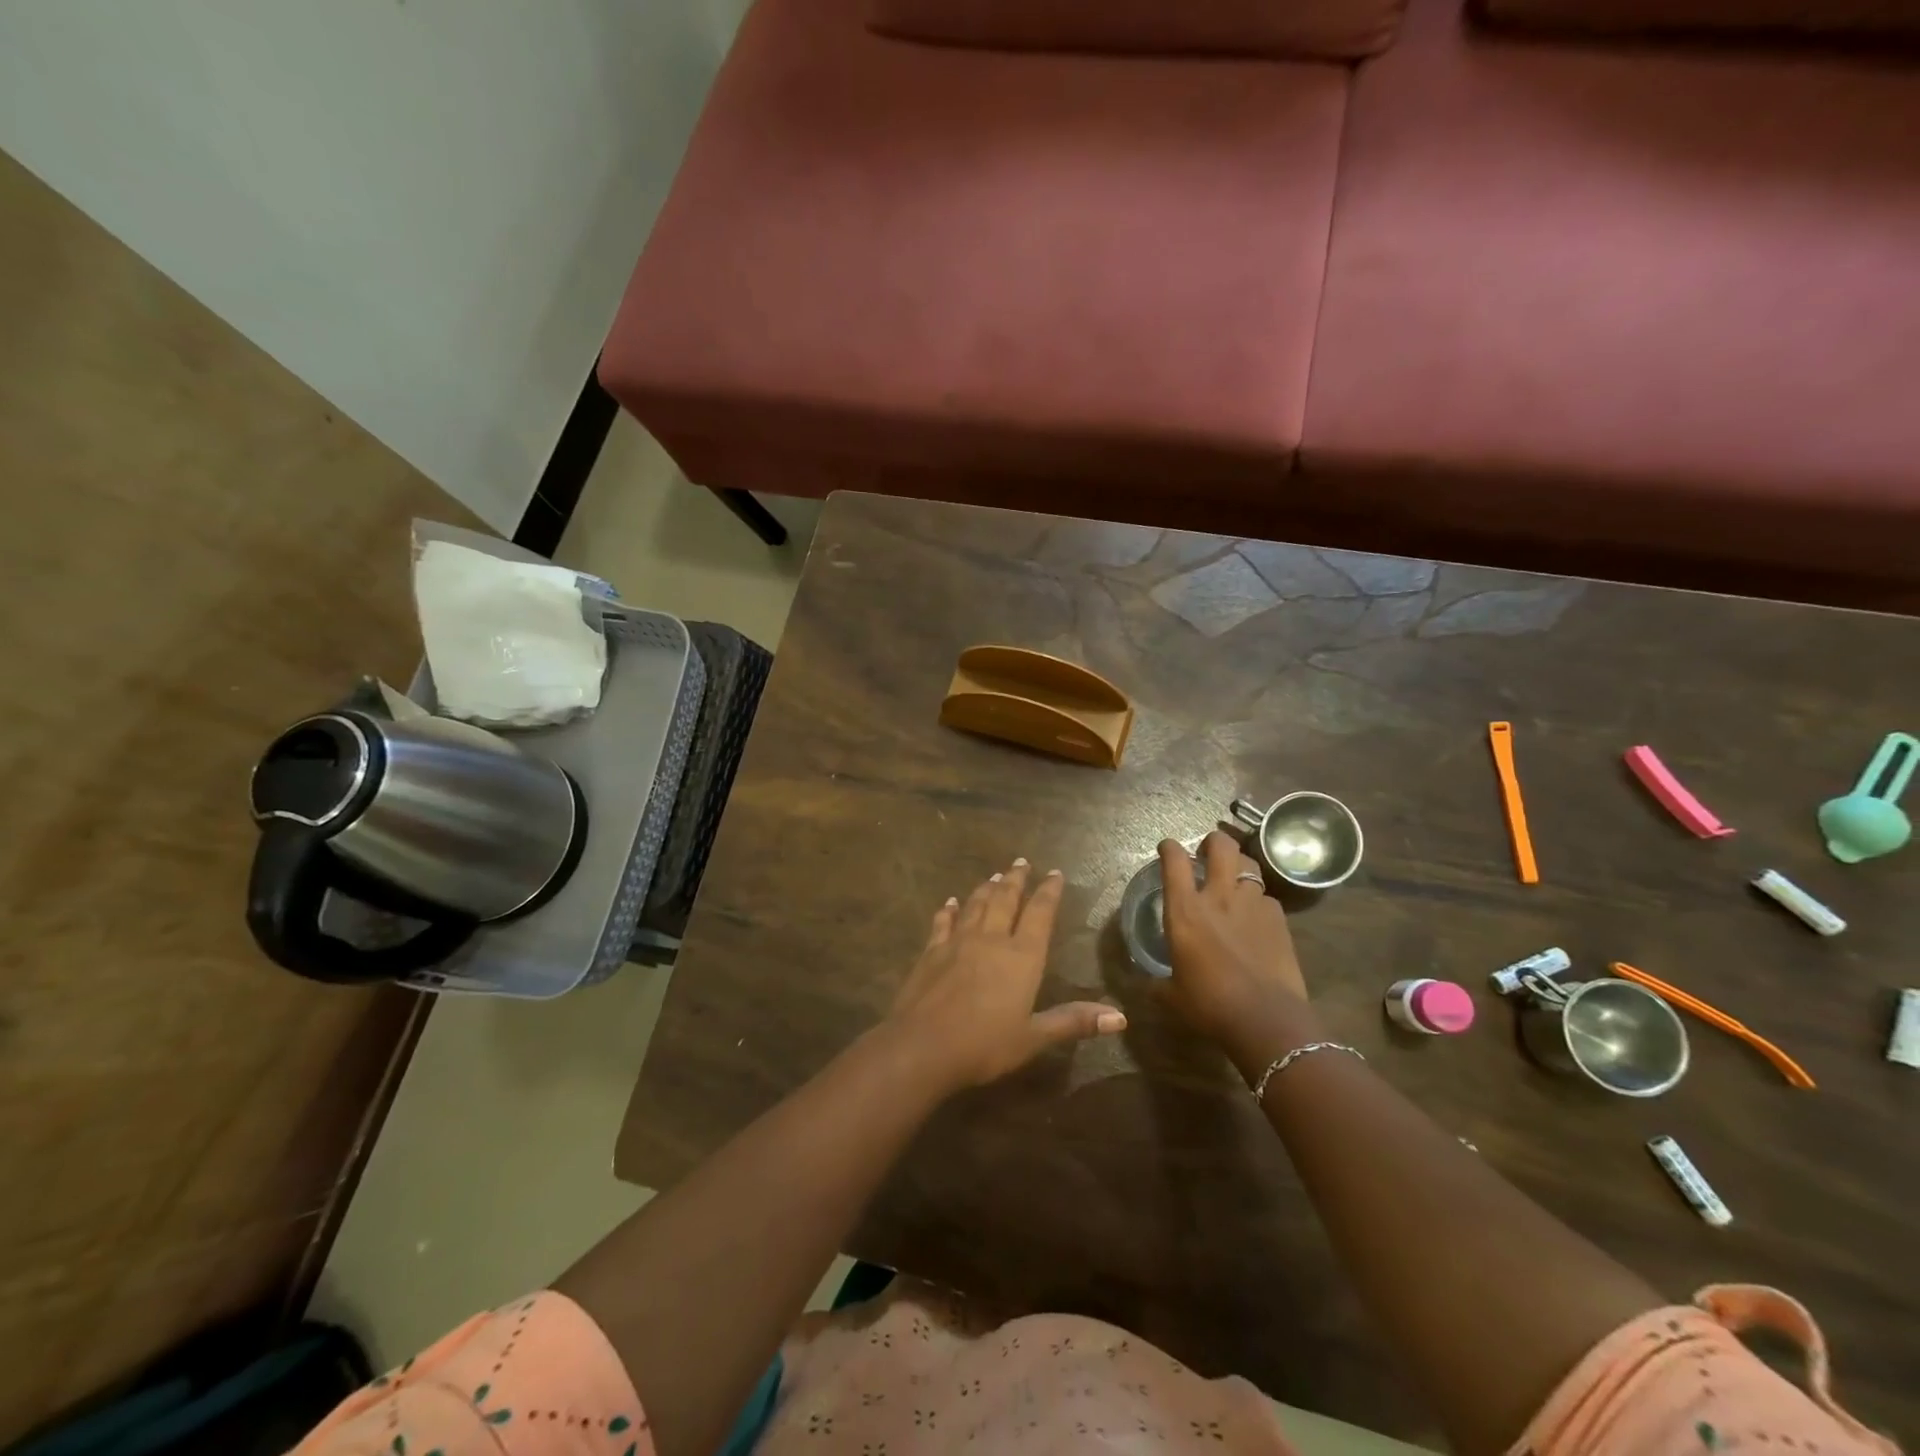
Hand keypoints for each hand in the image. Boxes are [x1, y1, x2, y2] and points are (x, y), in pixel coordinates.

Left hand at [886, 858, 1126, 1091]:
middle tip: (1021, 861)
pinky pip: (943, 922)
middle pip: (1005, 899)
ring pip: (976, 905)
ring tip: (994, 874)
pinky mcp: (932, 951)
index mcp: (1022, 957)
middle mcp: (991, 939)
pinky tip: (950, 902)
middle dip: (1016, 879)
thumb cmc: (984, 1045)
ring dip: (987, 888)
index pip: (1040, 914)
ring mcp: (958, 942)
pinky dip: (949, 909)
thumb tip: (1121, 1017)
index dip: (1048, 892)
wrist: (923, 1046)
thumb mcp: (1033, 1037)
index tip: (1054, 873)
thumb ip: (1073, 1022)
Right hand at [1156, 832, 1309, 1049]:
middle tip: (1207, 853)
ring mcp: (1253, 905)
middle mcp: (1219, 897)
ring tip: (1234, 880)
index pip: (1174, 861)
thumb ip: (1157, 983)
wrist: (1266, 1020)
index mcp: (1185, 910)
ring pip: (1250, 865)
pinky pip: (1267, 898)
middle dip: (1213, 841)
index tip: (1167, 848)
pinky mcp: (1280, 919)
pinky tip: (1256, 918)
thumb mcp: (1171, 996)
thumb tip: (1147, 984)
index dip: (1169, 848)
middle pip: (1221, 846)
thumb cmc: (1210, 1005)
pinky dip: (1258, 901)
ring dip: (1239, 867)